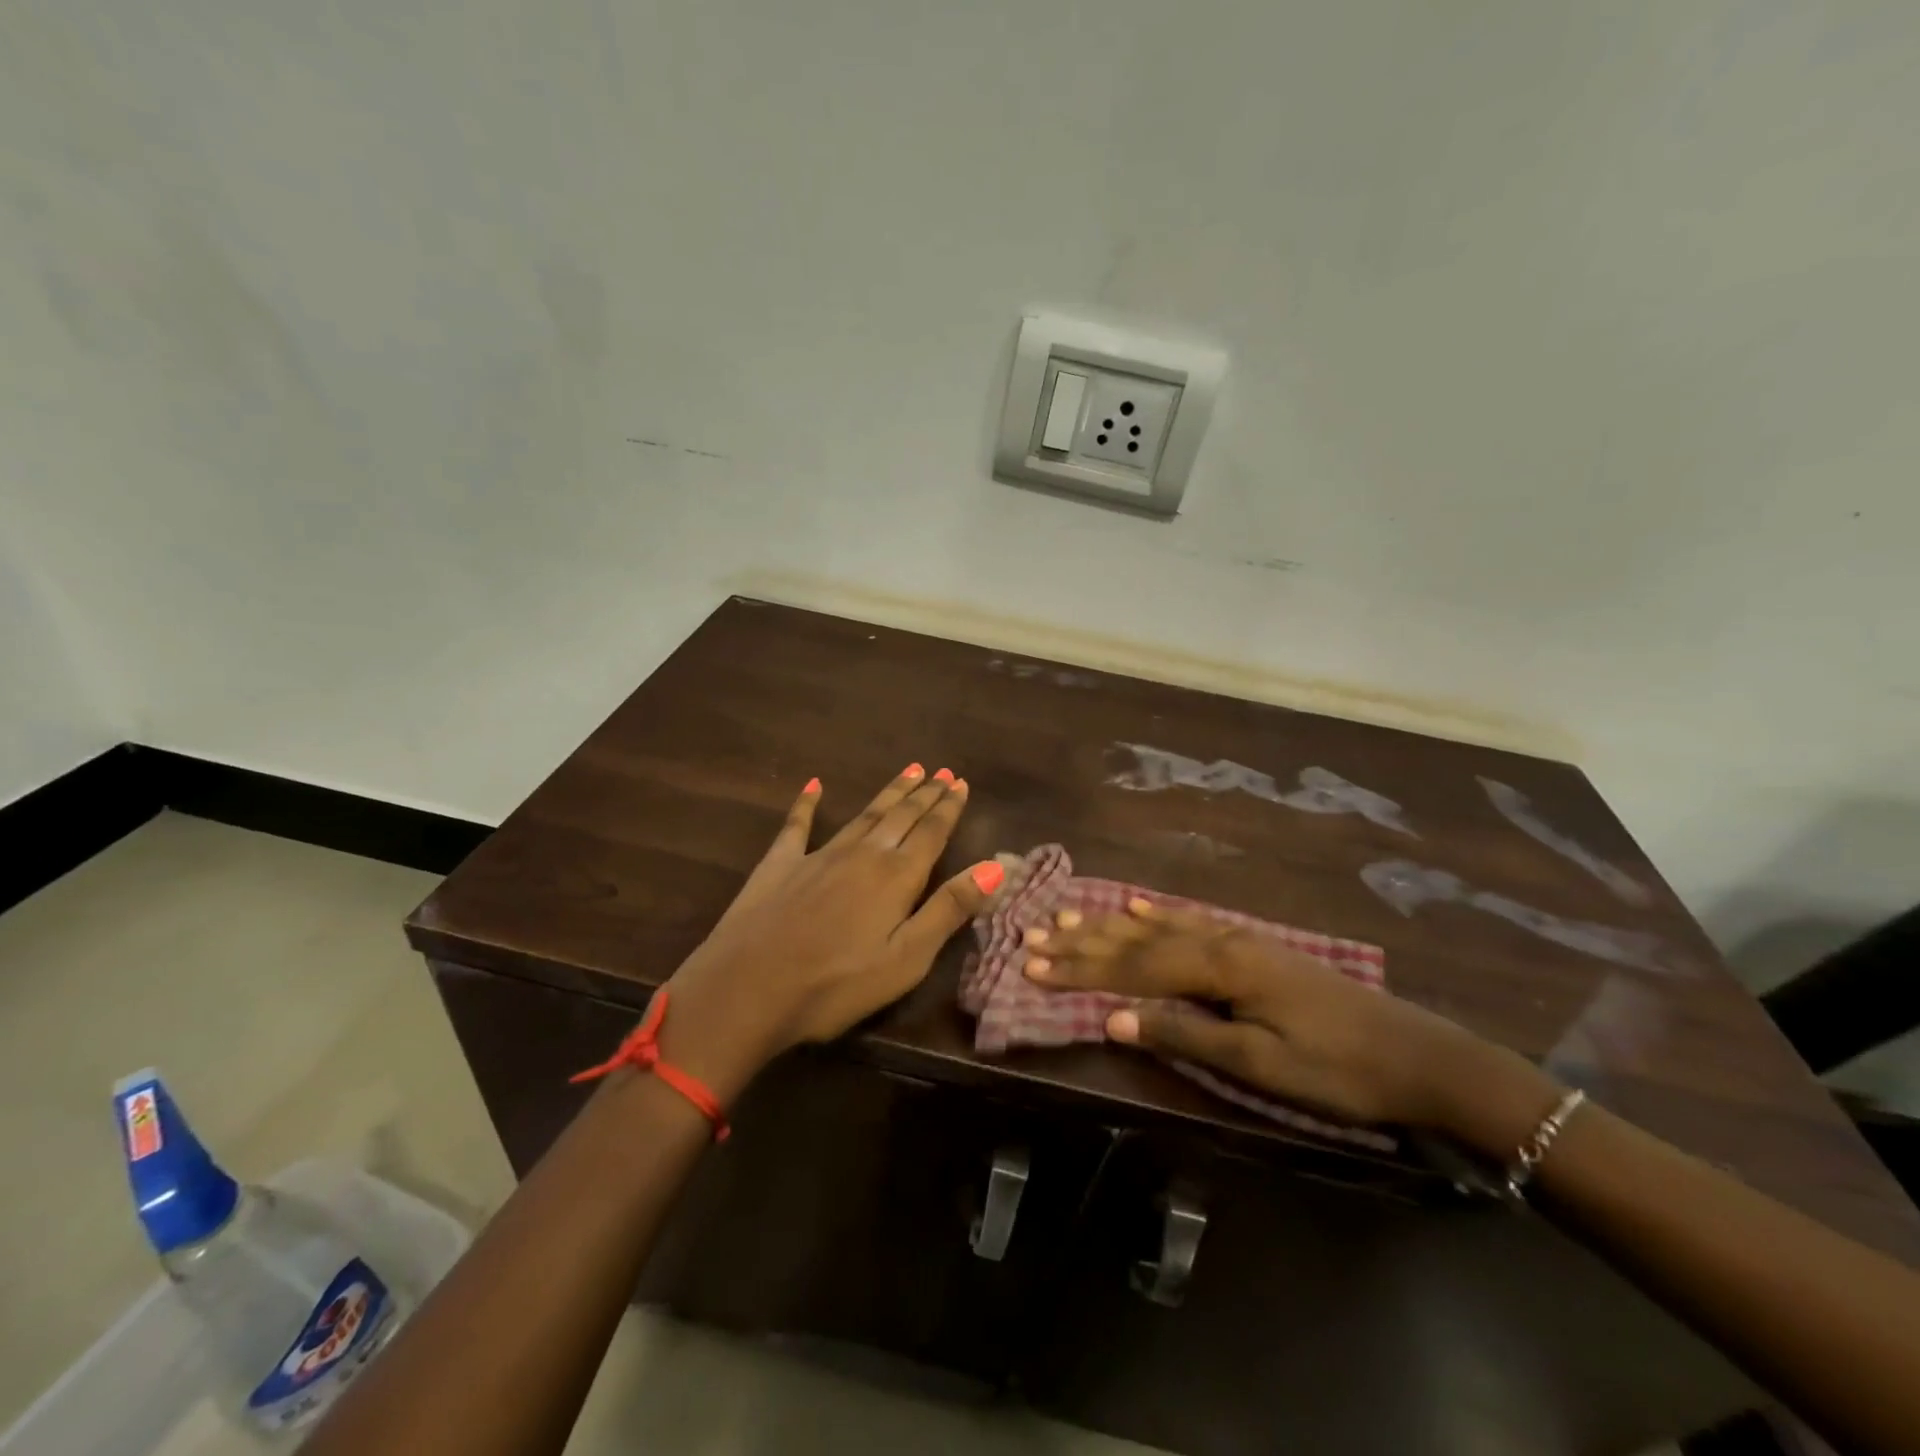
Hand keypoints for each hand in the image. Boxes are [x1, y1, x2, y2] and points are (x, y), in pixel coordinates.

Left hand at [656, 766, 1004, 1102]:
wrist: (747, 990)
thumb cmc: (836, 984)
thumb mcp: (906, 958)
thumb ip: (949, 909)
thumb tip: (995, 866)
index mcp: (896, 877)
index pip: (931, 833)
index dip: (948, 808)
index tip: (960, 783)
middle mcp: (862, 854)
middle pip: (901, 817)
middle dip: (924, 794)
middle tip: (942, 771)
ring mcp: (818, 855)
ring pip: (864, 815)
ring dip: (889, 793)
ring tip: (909, 771)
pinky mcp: (779, 864)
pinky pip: (797, 825)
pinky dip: (807, 804)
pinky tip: (813, 785)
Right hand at [1024, 898, 1558, 1147]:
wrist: (1419, 1055)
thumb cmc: (1337, 1068)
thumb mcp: (1260, 1063)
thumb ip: (1184, 1033)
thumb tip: (1113, 1018)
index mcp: (1219, 968)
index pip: (1134, 966)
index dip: (1081, 968)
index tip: (1033, 966)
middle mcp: (1221, 941)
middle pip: (1138, 940)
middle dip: (1083, 942)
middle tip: (1033, 936)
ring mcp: (1238, 939)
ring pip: (1158, 927)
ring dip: (1109, 925)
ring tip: (1067, 916)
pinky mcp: (1253, 947)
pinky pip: (1189, 922)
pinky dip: (1156, 915)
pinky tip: (1138, 908)